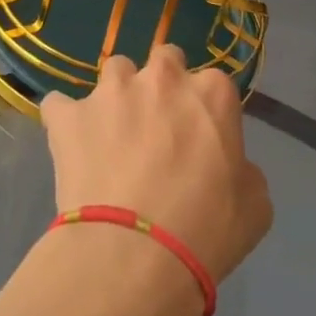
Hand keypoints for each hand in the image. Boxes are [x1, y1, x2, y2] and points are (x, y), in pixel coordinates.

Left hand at [40, 45, 271, 283]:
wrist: (135, 254)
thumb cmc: (206, 231)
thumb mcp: (255, 205)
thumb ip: (242, 168)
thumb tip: (227, 165)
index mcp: (212, 93)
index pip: (212, 82)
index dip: (204, 110)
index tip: (199, 137)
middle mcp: (162, 78)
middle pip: (163, 61)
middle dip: (161, 85)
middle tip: (157, 127)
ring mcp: (110, 92)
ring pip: (114, 73)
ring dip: (116, 96)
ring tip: (111, 135)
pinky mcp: (68, 114)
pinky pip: (60, 105)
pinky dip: (66, 120)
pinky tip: (70, 144)